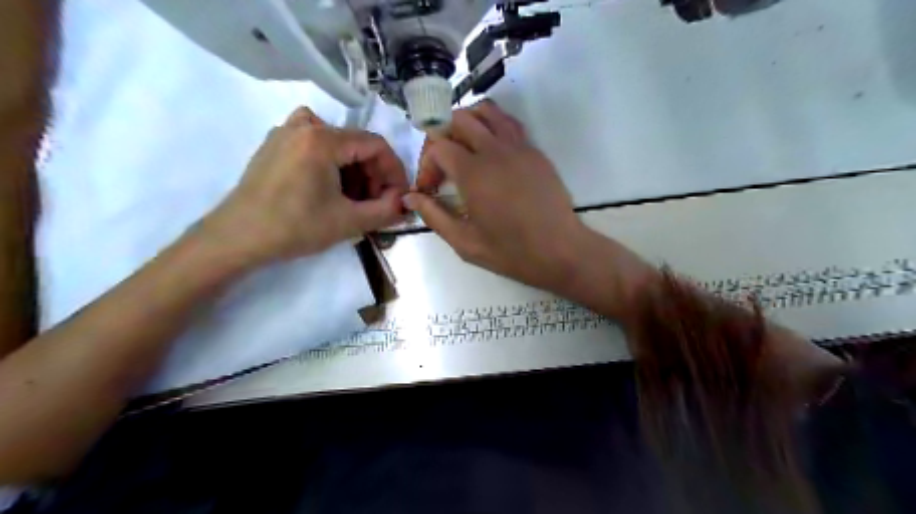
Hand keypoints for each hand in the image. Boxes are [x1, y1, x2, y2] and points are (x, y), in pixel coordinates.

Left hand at [208, 104, 411, 262]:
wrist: (237, 239)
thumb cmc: (294, 228)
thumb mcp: (349, 222)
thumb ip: (386, 211)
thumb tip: (406, 203)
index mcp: (323, 139)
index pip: (376, 145)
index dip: (394, 171)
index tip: (398, 196)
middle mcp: (304, 126)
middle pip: (356, 144)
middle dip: (374, 174)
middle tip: (377, 203)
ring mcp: (285, 133)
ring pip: (337, 144)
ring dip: (354, 170)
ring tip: (353, 200)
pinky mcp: (274, 146)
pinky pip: (314, 144)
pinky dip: (331, 162)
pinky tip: (328, 186)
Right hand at [403, 100, 590, 293]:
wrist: (560, 251)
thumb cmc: (511, 251)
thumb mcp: (465, 243)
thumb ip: (434, 216)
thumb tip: (411, 198)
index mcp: (473, 173)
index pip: (438, 146)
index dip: (426, 165)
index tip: (429, 189)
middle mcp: (494, 150)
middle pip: (459, 118)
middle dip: (442, 137)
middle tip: (443, 165)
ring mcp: (519, 147)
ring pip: (487, 111)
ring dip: (468, 122)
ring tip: (464, 148)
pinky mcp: (535, 151)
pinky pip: (509, 124)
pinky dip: (493, 126)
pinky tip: (491, 151)